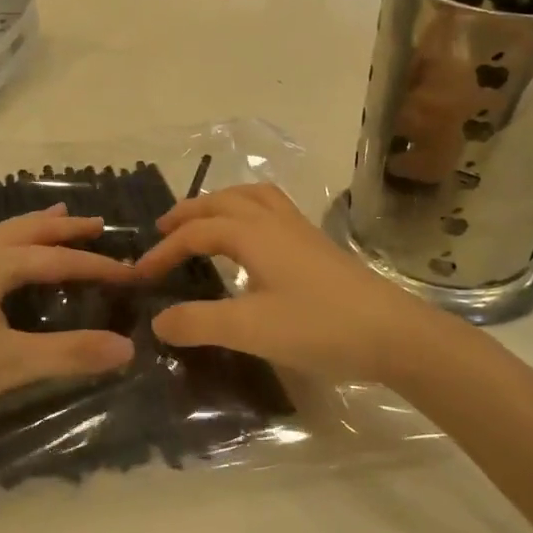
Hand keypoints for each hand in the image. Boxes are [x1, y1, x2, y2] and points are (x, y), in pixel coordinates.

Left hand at [0, 205, 136, 437]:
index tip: (129, 273)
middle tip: (97, 224)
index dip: (95, 266)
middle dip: (64, 226)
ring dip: (32, 227)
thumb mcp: (9, 364)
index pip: (57, 258)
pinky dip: (3, 240)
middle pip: (27, 229)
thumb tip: (126, 348)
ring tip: (56, 219)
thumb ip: (69, 353)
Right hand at [133, 184, 466, 383]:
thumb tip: (158, 320)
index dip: (163, 251)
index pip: (195, 232)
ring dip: (220, 203)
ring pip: (252, 198)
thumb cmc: (319, 327)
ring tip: (203, 221)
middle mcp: (274, 222)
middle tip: (162, 230)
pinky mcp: (318, 246)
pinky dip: (248, 211)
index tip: (138, 276)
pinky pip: (272, 209)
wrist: (395, 334)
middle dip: (188, 213)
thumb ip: (198, 323)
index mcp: (253, 234)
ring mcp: (300, 231)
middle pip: (223, 202)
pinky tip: (252, 240)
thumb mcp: (250, 329)